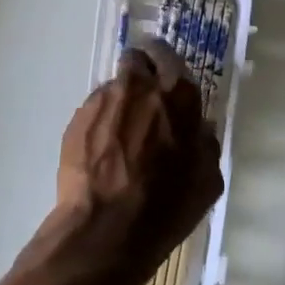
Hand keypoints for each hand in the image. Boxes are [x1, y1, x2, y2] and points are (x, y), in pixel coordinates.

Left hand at [45, 45, 224, 284]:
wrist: (106, 228)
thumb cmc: (166, 206)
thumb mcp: (207, 180)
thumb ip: (204, 143)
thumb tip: (198, 129)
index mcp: (177, 95)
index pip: (169, 55)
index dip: (167, 65)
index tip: (167, 81)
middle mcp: (138, 86)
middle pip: (137, 60)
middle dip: (141, 74)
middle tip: (145, 102)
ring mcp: (103, 100)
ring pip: (114, 87)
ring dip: (121, 102)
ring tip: (122, 137)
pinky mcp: (77, 119)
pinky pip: (94, 110)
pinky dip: (100, 123)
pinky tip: (103, 154)